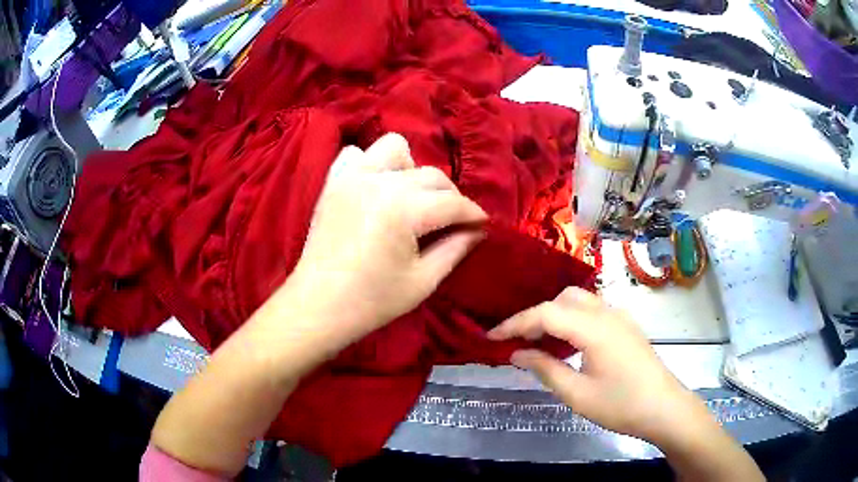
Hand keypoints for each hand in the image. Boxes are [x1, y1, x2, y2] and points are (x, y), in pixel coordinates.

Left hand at [291, 133, 486, 348]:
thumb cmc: (372, 301)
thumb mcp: (423, 281)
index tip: (483, 226)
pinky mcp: (334, 182)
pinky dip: (371, 164)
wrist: (318, 305)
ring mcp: (353, 177)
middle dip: (450, 196)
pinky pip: (356, 155)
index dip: (474, 214)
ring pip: (395, 149)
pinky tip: (376, 189)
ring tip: (410, 199)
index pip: (453, 202)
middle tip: (452, 222)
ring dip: (411, 170)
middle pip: (431, 175)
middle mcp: (380, 182)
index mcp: (404, 209)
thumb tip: (479, 230)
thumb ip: (455, 249)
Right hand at [486, 287, 701, 444]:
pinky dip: (572, 318)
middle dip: (535, 315)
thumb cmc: (621, 405)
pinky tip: (567, 343)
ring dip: (555, 314)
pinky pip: (593, 310)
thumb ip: (545, 369)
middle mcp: (607, 313)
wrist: (664, 408)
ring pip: (579, 301)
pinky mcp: (626, 326)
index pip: (546, 314)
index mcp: (594, 328)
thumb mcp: (577, 394)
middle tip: (516, 341)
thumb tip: (516, 354)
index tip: (491, 337)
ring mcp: (620, 317)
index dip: (515, 323)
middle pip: (563, 299)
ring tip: (537, 341)